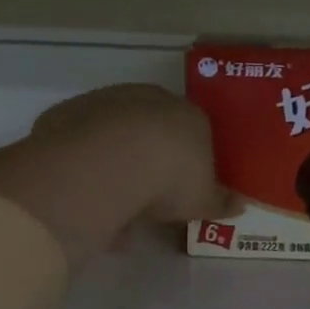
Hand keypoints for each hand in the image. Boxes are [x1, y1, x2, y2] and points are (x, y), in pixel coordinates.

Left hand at [0, 84, 230, 266]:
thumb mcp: (202, 201)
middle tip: (145, 200)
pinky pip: (81, 143)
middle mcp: (149, 99)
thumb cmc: (170, 178)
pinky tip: (84, 196)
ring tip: (111, 209)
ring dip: (114, 166)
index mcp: (189, 116)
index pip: (195, 133)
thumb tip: (240, 205)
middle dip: (149, 161)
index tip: (181, 189)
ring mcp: (107, 101)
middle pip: (152, 129)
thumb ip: (221, 202)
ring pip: (114, 135)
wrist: (109, 162)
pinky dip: (84, 166)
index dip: (188, 162)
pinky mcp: (69, 112)